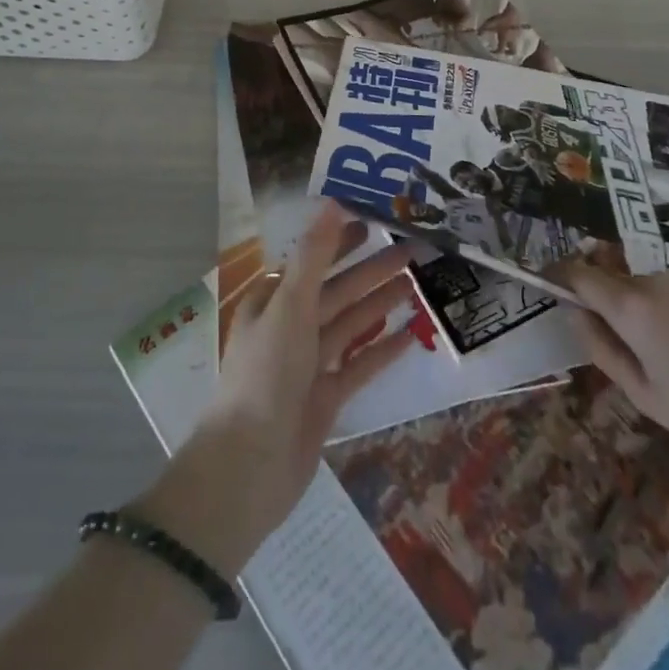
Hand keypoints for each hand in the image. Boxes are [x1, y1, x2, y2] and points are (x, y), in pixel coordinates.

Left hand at [134, 204, 415, 573]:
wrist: (250, 467)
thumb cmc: (266, 374)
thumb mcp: (289, 305)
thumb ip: (314, 256)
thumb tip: (332, 202)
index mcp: (272, 301)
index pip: (312, 260)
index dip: (340, 240)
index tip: (374, 221)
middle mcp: (289, 327)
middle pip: (337, 290)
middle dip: (372, 269)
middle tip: (414, 248)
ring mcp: (308, 364)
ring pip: (351, 324)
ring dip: (381, 303)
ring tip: (418, 283)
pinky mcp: (325, 398)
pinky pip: (359, 365)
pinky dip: (383, 349)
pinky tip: (412, 335)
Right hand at [554, 259, 668, 515]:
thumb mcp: (646, 394)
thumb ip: (603, 349)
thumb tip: (576, 316)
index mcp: (633, 305)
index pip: (581, 274)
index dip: (560, 276)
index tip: (546, 283)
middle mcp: (657, 280)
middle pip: (616, 283)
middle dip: (609, 306)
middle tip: (624, 350)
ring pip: (649, 289)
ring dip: (644, 310)